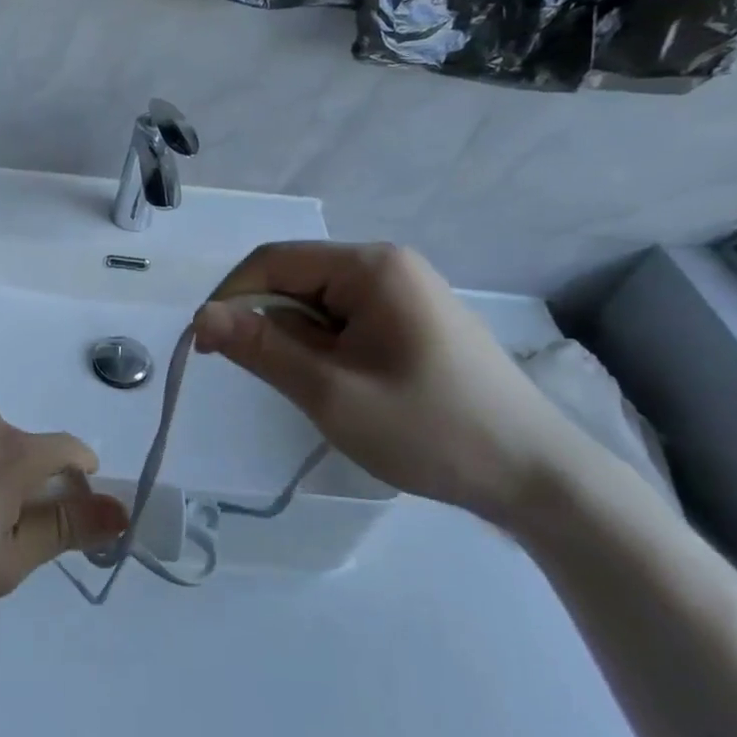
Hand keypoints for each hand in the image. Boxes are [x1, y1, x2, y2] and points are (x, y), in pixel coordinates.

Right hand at [194, 242, 590, 528]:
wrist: (536, 475)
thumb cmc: (430, 428)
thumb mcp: (331, 392)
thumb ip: (261, 347)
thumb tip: (201, 316)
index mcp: (371, 266)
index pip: (272, 261)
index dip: (230, 298)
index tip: (205, 348)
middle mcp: (388, 265)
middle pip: (296, 280)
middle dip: (268, 326)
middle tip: (269, 380)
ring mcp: (405, 293)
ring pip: (318, 305)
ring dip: (298, 343)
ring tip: (314, 391)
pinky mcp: (413, 321)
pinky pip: (345, 321)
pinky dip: (324, 350)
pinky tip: (339, 387)